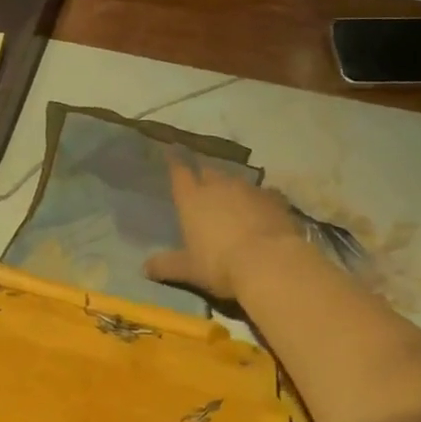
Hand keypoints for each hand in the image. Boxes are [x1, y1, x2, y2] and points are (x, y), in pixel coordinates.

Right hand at [144, 155, 303, 300]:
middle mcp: (219, 187)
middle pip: (208, 171)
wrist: (270, 263)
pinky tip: (263, 208)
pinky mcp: (276, 200)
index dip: (174, 162)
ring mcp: (250, 190)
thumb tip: (144, 268)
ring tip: (232, 197)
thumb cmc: (220, 264)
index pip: (179, 173)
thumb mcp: (189, 270)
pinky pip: (265, 194)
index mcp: (192, 199)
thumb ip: (167, 266)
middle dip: (204, 175)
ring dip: (232, 187)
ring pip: (237, 180)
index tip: (171, 151)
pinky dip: (261, 199)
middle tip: (202, 181)